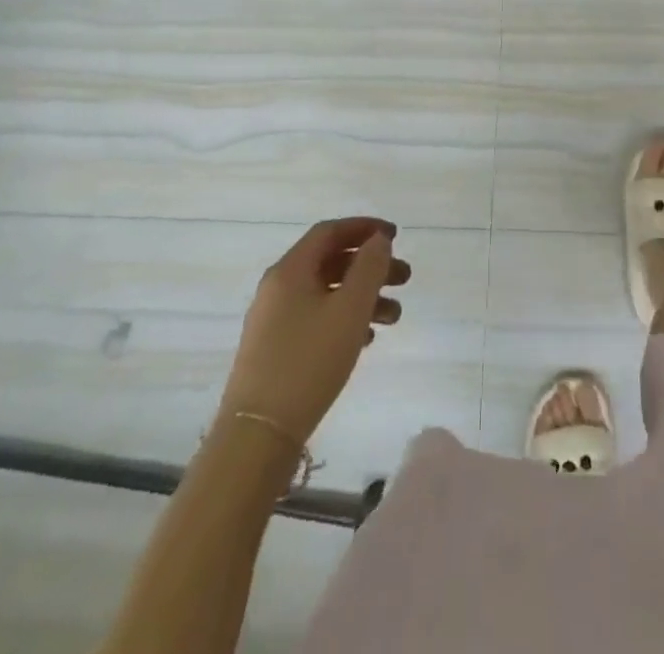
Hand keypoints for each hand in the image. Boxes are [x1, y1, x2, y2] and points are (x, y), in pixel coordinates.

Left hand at [219, 218, 410, 446]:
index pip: (329, 232)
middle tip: (405, 279)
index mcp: (290, 270)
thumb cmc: (309, 361)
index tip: (396, 236)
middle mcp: (278, 288)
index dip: (364, 227)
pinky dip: (344, 319)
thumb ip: (369, 268)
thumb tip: (378, 240)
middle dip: (371, 266)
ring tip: (395, 316)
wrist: (258, 435)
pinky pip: (316, 318)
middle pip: (331, 262)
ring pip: (326, 293)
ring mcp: (274, 320)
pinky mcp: (275, 350)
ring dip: (362, 296)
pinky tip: (368, 338)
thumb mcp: (350, 309)